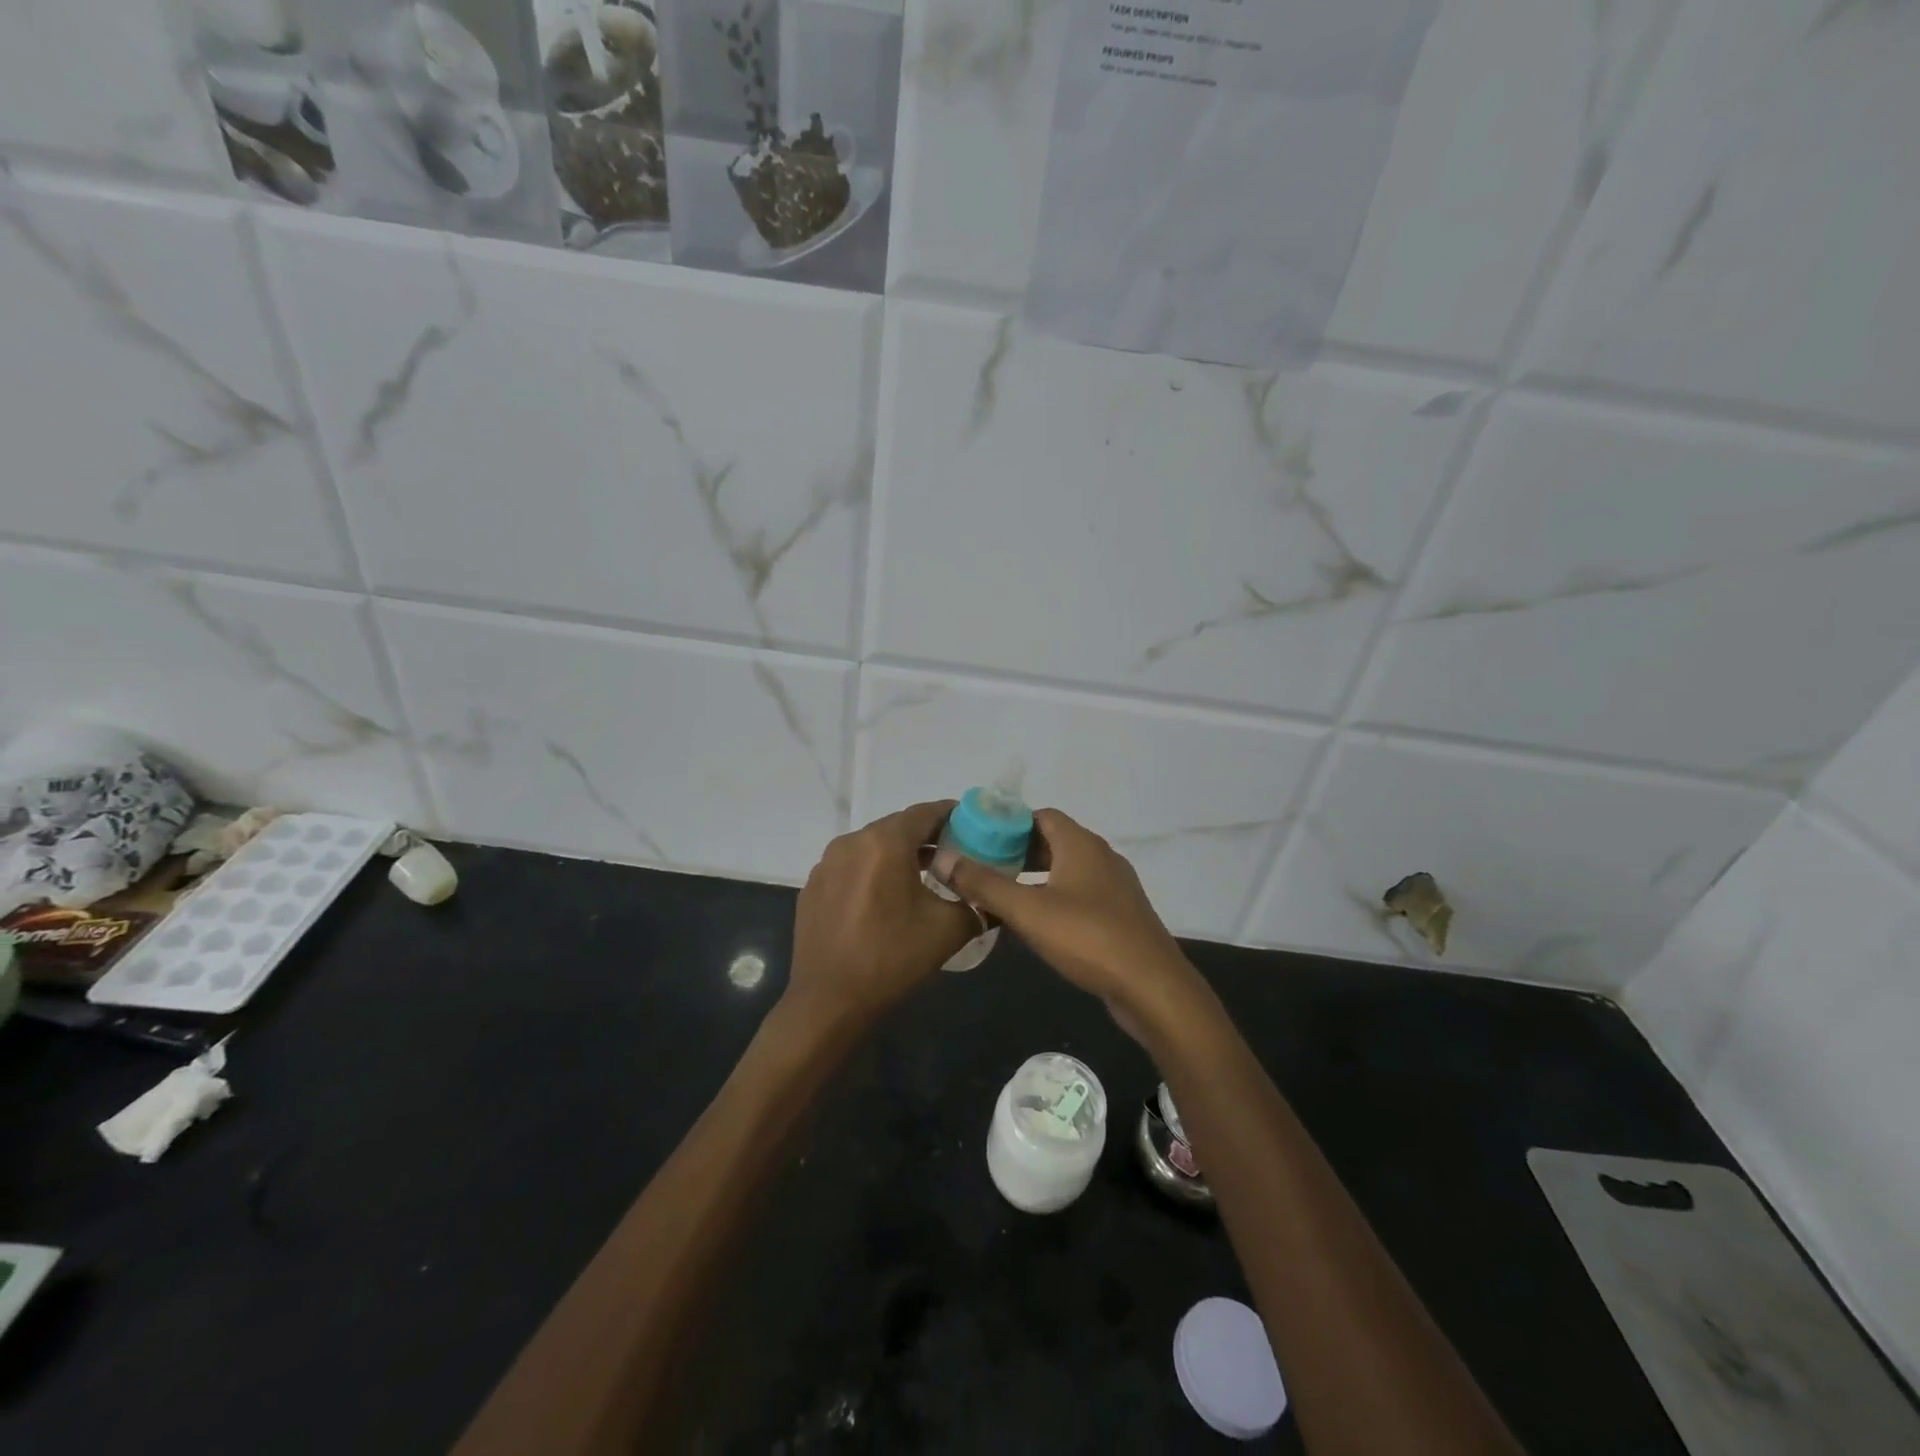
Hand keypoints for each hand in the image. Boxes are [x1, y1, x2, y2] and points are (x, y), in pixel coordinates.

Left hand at [786, 801, 980, 1024]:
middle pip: (897, 827)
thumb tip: (992, 898)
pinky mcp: (813, 886)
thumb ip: (978, 903)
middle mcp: (852, 842)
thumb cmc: (892, 958)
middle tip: (953, 853)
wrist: (829, 1001)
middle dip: (926, 836)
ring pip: (871, 846)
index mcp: (885, 843)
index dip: (952, 815)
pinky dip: (871, 872)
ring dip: (897, 854)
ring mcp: (826, 864)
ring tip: (922, 876)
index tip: (973, 826)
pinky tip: (884, 900)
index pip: (925, 813)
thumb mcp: (949, 929)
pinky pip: (850, 867)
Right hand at [943, 808, 1203, 1031]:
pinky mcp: (1120, 914)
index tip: (978, 838)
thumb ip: (984, 884)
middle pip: (1053, 840)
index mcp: (1081, 844)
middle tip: (982, 866)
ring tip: (1002, 891)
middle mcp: (1101, 856)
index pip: (1041, 815)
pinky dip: (1054, 895)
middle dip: (1017, 850)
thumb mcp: (1028, 911)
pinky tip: (1036, 920)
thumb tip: (943, 858)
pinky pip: (1080, 892)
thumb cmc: (1088, 938)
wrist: (1152, 987)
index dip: (1009, 822)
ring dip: (1036, 875)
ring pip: (1067, 868)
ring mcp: (1114, 886)